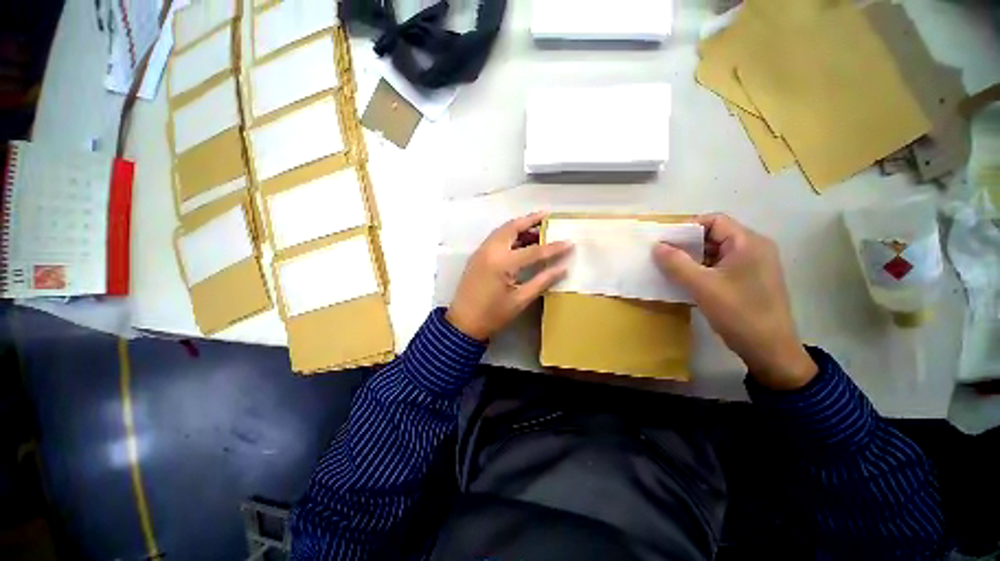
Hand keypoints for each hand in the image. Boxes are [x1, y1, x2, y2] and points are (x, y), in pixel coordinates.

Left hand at [447, 212, 573, 340]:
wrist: (463, 323)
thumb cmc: (493, 314)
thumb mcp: (520, 300)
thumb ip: (542, 281)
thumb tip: (562, 268)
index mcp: (502, 263)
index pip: (533, 251)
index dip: (553, 247)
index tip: (569, 242)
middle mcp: (490, 251)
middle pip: (513, 228)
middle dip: (531, 220)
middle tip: (547, 216)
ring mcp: (481, 251)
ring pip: (502, 230)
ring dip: (519, 226)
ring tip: (537, 227)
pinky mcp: (477, 255)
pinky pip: (495, 238)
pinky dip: (509, 234)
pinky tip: (520, 241)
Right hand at [653, 214, 816, 389]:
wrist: (770, 350)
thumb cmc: (739, 313)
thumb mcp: (702, 286)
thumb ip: (676, 263)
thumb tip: (656, 246)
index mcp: (748, 243)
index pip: (714, 221)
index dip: (687, 227)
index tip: (664, 240)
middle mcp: (753, 249)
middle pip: (715, 235)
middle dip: (686, 244)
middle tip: (662, 255)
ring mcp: (752, 266)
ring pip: (715, 253)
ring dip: (692, 258)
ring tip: (668, 268)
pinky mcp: (748, 281)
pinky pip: (719, 267)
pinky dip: (701, 270)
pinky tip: (684, 280)